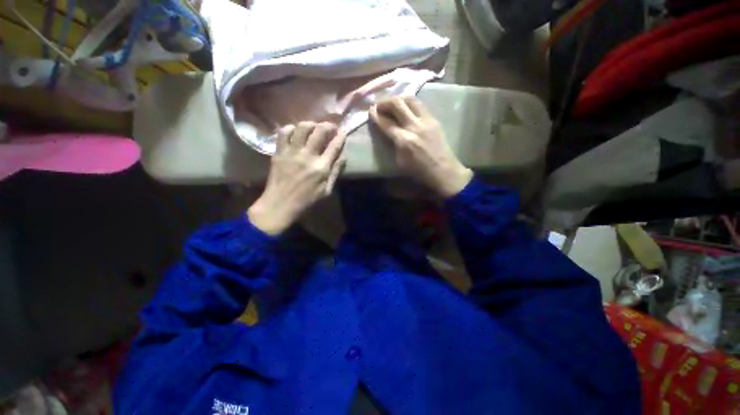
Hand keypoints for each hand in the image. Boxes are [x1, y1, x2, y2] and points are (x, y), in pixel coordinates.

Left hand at [248, 122, 345, 234]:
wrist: (280, 204)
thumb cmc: (307, 200)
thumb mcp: (327, 190)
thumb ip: (336, 172)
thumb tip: (343, 156)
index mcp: (321, 168)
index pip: (334, 146)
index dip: (340, 136)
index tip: (343, 132)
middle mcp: (307, 157)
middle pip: (319, 131)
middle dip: (328, 125)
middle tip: (330, 127)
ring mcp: (291, 153)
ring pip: (301, 128)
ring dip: (310, 124)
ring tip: (314, 127)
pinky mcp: (279, 152)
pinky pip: (283, 133)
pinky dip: (290, 128)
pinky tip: (295, 132)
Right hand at [370, 96, 472, 197]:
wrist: (442, 170)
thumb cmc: (418, 171)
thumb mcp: (400, 162)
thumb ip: (392, 144)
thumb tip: (387, 131)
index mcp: (404, 141)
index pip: (386, 123)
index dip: (376, 115)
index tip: (370, 110)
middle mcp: (414, 126)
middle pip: (397, 104)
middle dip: (385, 102)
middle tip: (379, 105)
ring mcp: (426, 121)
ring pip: (410, 99)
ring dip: (398, 99)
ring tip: (392, 103)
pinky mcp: (434, 119)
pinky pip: (419, 105)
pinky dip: (409, 103)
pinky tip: (405, 107)